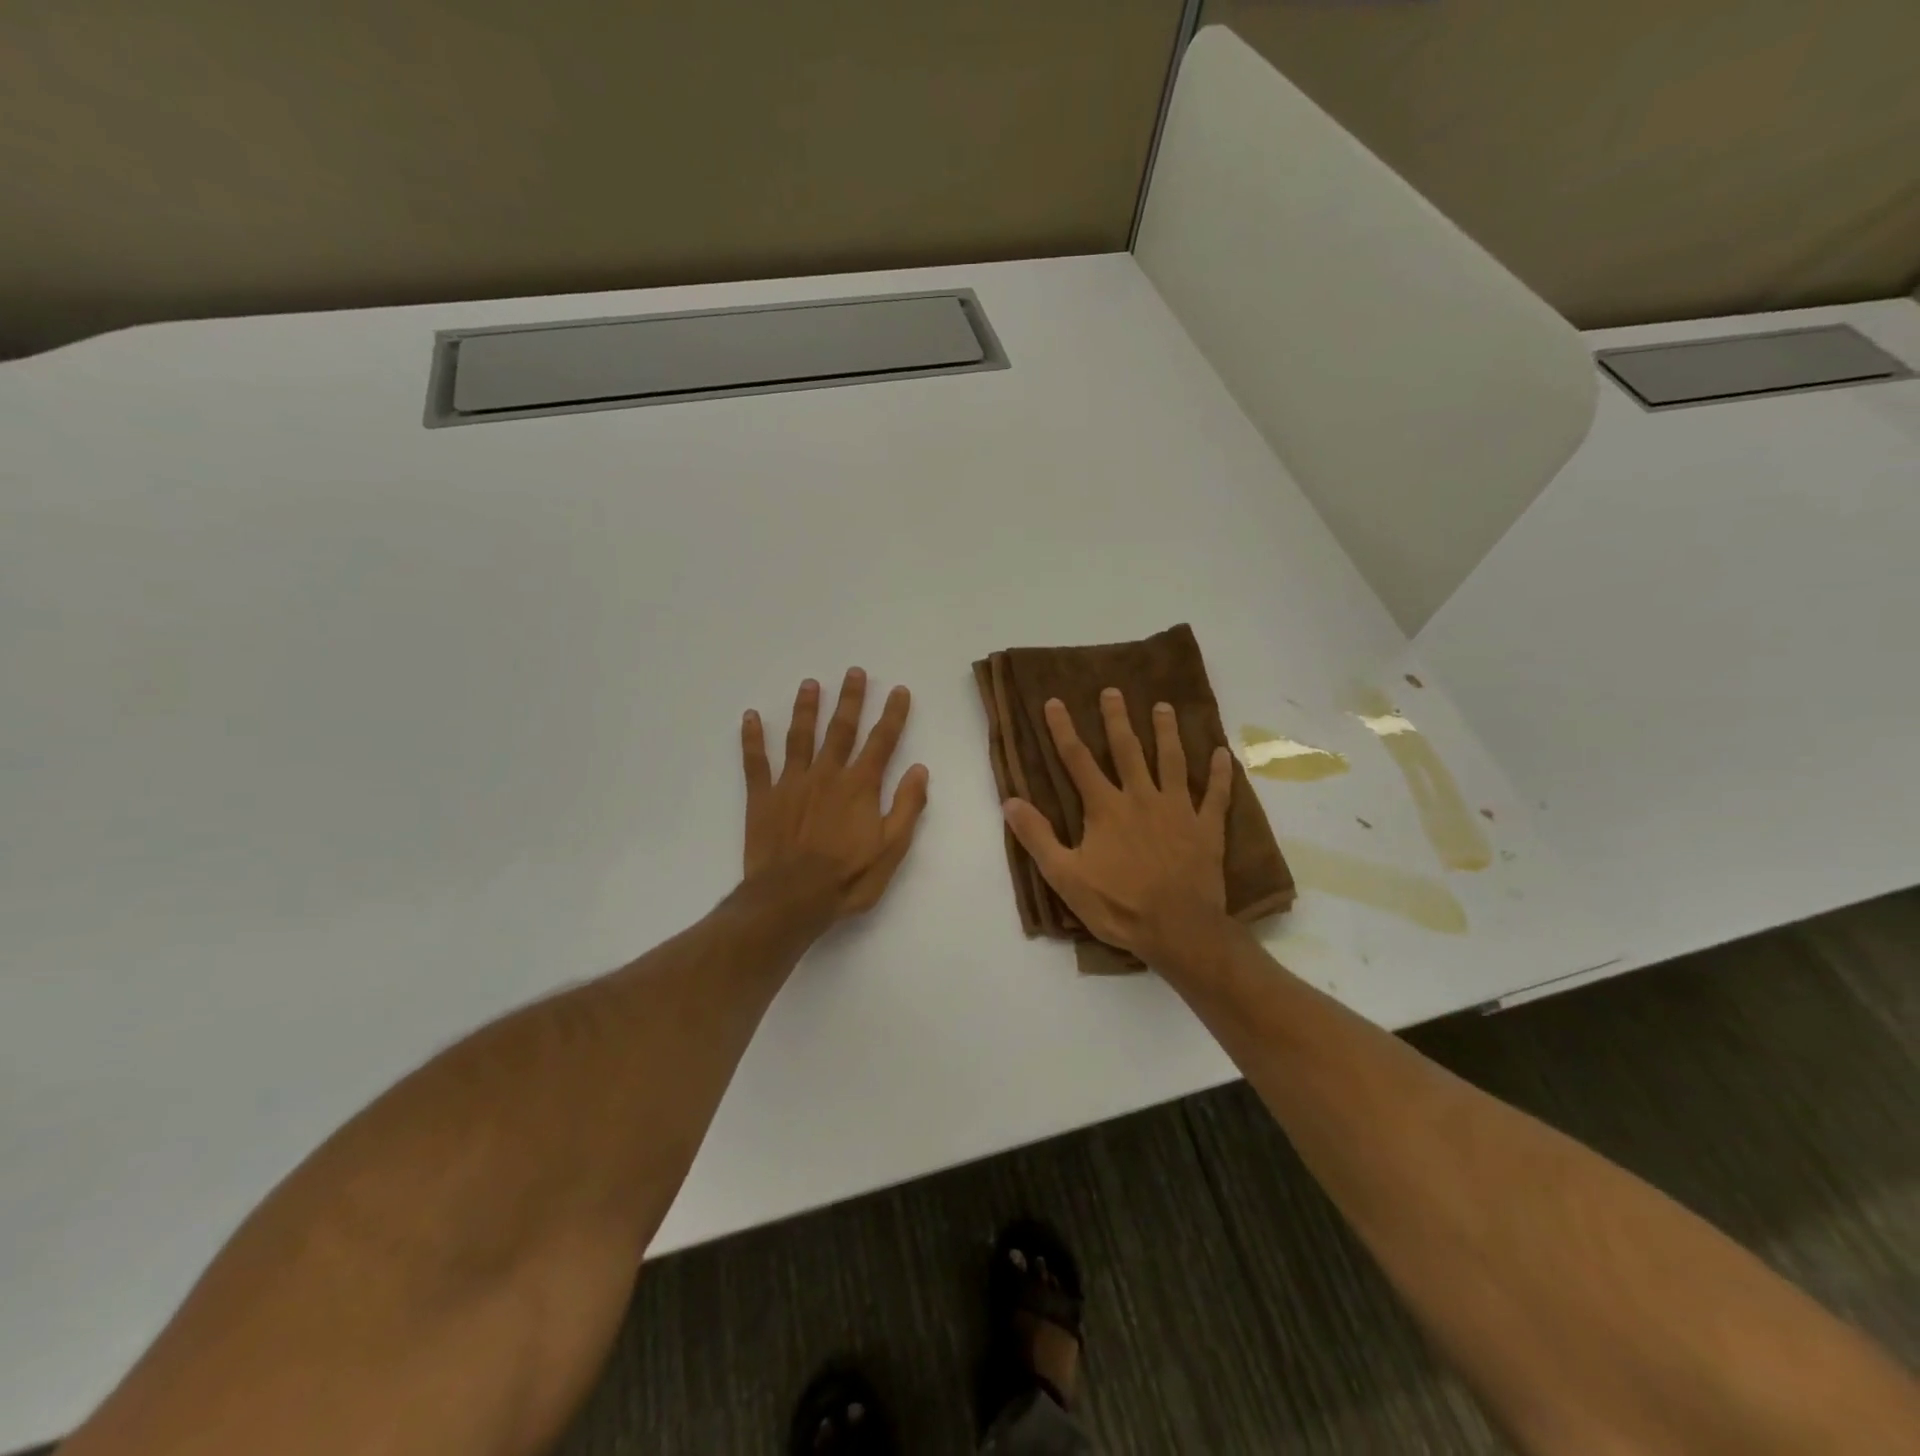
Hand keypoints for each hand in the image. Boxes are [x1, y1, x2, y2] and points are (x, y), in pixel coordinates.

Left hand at [741, 668, 930, 921]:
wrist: (791, 899)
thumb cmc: (847, 879)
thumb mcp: (891, 849)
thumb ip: (907, 807)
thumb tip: (919, 769)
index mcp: (860, 786)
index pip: (882, 742)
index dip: (893, 715)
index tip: (899, 690)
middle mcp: (827, 774)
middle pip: (841, 729)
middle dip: (851, 699)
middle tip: (854, 672)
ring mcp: (792, 783)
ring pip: (800, 736)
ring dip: (806, 708)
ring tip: (810, 683)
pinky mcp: (763, 797)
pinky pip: (756, 762)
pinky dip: (752, 738)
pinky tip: (750, 717)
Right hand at [1002, 688, 1231, 961]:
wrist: (1178, 929)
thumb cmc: (1117, 905)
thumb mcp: (1065, 876)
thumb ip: (1038, 837)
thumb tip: (1011, 801)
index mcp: (1105, 808)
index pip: (1078, 760)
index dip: (1064, 730)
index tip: (1056, 702)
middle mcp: (1142, 798)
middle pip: (1128, 750)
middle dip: (1117, 719)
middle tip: (1114, 691)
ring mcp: (1178, 810)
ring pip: (1172, 761)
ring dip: (1167, 732)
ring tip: (1164, 707)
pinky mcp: (1207, 828)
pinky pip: (1216, 795)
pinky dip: (1220, 774)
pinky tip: (1223, 753)